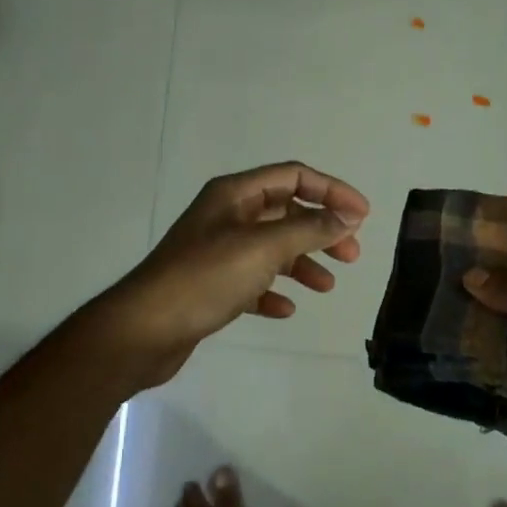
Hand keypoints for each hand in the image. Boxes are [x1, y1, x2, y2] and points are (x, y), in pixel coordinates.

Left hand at [94, 162, 369, 386]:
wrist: (144, 330)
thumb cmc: (204, 279)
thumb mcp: (263, 248)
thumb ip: (309, 229)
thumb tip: (347, 216)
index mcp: (235, 195)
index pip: (293, 176)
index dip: (332, 191)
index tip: (363, 216)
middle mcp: (226, 216)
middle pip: (286, 212)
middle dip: (321, 230)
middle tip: (351, 255)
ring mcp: (217, 252)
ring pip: (272, 249)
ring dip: (302, 262)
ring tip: (326, 287)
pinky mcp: (211, 286)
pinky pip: (252, 282)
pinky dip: (273, 291)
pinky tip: (285, 309)